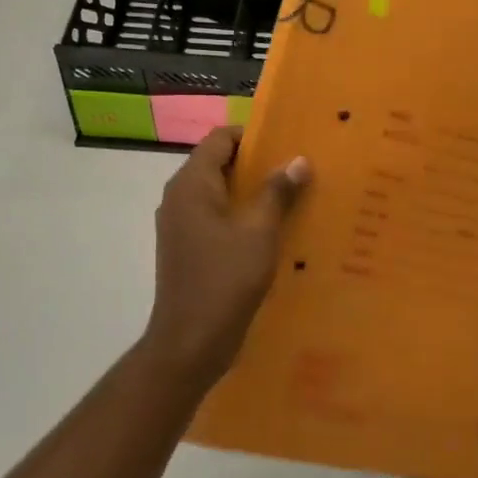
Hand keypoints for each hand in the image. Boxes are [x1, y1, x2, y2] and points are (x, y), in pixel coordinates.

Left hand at [141, 126, 309, 389]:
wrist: (190, 342)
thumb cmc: (225, 279)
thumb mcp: (259, 232)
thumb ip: (278, 191)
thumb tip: (298, 159)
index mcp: (192, 184)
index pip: (220, 139)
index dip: (252, 136)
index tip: (287, 143)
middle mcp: (179, 197)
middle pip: (218, 164)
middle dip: (257, 164)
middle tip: (296, 169)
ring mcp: (179, 224)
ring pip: (218, 193)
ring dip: (251, 192)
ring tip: (290, 197)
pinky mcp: (186, 248)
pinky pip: (214, 218)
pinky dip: (240, 216)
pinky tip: (270, 231)